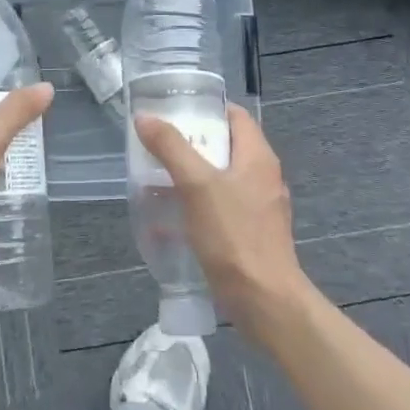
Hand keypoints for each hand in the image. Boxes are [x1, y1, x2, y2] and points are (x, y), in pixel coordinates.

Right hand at [133, 104, 312, 338]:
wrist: (264, 300)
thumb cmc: (233, 235)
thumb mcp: (197, 185)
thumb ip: (171, 148)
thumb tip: (145, 117)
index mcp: (258, 157)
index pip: (235, 116)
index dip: (206, 108)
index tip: (174, 110)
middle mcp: (263, 176)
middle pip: (225, 147)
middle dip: (191, 144)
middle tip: (157, 145)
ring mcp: (259, 207)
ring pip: (221, 179)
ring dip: (190, 176)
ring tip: (156, 178)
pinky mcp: (250, 233)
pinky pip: (221, 208)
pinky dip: (196, 206)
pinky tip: (170, 219)